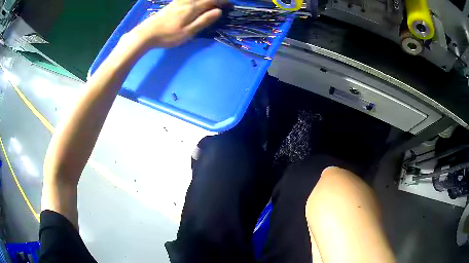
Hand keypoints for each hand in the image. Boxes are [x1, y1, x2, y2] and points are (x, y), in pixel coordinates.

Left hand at [132, 0, 222, 47]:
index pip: (212, 0)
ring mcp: (178, 2)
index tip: (231, 4)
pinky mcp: (172, 4)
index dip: (223, 1)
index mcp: (193, 8)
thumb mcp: (188, 32)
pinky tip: (195, 2)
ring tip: (212, 3)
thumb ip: (204, 21)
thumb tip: (219, 11)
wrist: (146, 33)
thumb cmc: (168, 35)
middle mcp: (187, 1)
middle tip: (223, 3)